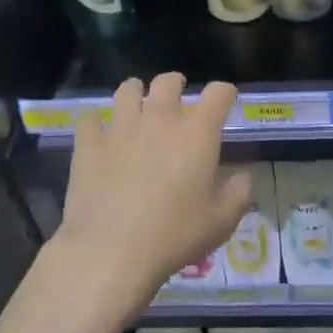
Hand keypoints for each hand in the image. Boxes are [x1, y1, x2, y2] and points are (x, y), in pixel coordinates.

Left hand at [50, 74, 253, 316]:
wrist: (111, 250)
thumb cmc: (174, 235)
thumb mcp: (221, 222)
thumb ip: (238, 194)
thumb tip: (242, 176)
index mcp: (197, 134)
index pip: (218, 93)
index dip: (224, 92)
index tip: (225, 100)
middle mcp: (159, 120)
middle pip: (167, 82)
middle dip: (175, 84)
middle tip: (177, 97)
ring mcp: (120, 129)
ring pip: (126, 90)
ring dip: (135, 93)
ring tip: (136, 106)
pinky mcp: (89, 145)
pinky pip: (90, 120)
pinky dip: (96, 124)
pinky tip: (99, 135)